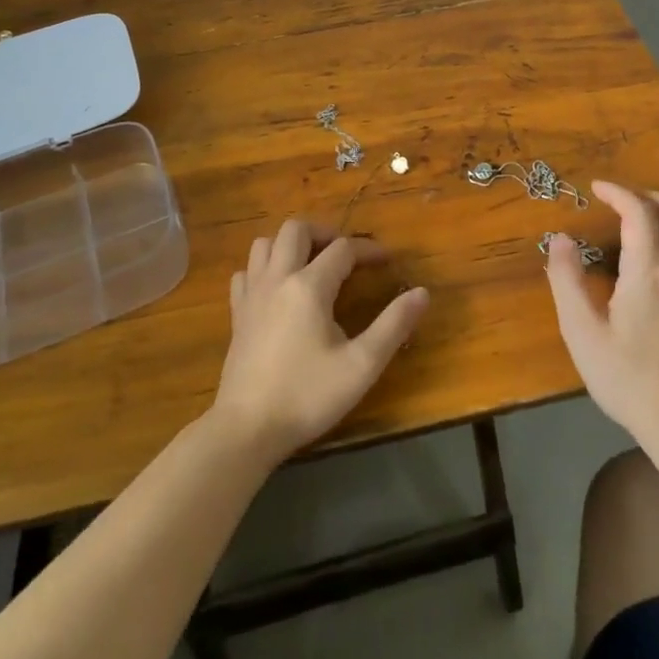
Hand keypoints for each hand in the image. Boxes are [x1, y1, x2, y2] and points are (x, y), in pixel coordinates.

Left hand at [209, 219, 429, 463]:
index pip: (343, 249)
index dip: (368, 250)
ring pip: (265, 243)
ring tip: (312, 264)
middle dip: (324, 233)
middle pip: (296, 229)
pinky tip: (277, 288)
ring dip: (290, 245)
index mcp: (309, 286)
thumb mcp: (361, 365)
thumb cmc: (307, 396)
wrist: (246, 429)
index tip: (387, 261)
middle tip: (345, 256)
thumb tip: (422, 293)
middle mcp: (278, 279)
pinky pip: (246, 272)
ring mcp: (252, 294)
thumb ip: (393, 325)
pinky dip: (263, 268)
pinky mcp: (237, 314)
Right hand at [545, 181, 658, 441]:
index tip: (596, 189)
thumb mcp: (582, 332)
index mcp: (650, 271)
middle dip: (649, 195)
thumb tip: (559, 239)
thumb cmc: (627, 377)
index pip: (639, 211)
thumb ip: (567, 280)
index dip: (617, 192)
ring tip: (646, 219)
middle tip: (622, 202)